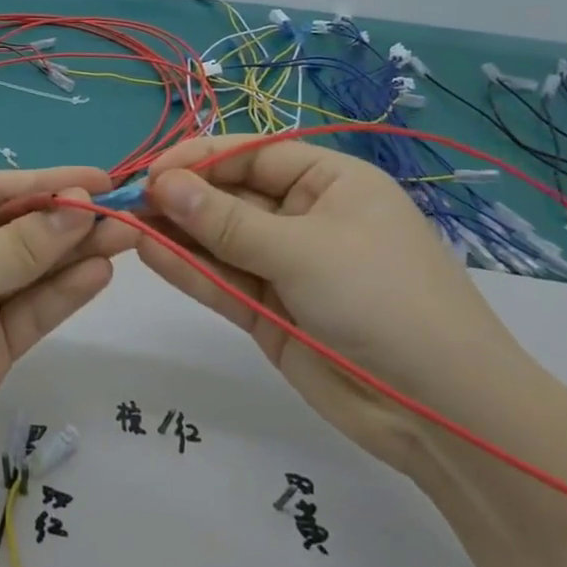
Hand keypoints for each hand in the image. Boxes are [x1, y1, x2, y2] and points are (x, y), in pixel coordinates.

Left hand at [0, 166, 133, 481]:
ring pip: (37, 270)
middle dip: (72, 220)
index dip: (53, 183)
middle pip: (25, 229)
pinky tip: (98, 273)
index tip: (103, 180)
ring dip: (78, 254)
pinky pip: (35, 310)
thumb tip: (82, 205)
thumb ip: (24, 244)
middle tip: (128, 213)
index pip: (3, 191)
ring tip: (126, 238)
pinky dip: (65, 292)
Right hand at [137, 136, 532, 473]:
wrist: (440, 411)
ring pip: (220, 240)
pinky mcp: (270, 312)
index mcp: (330, 183)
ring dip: (177, 233)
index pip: (253, 155)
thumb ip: (226, 221)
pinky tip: (148, 254)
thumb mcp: (302, 250)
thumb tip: (163, 185)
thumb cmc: (382, 300)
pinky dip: (188, 269)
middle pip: (231, 196)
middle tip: (128, 202)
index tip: (150, 172)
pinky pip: (222, 281)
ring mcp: (286, 267)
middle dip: (182, 197)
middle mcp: (305, 217)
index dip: (200, 159)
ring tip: (126, 225)